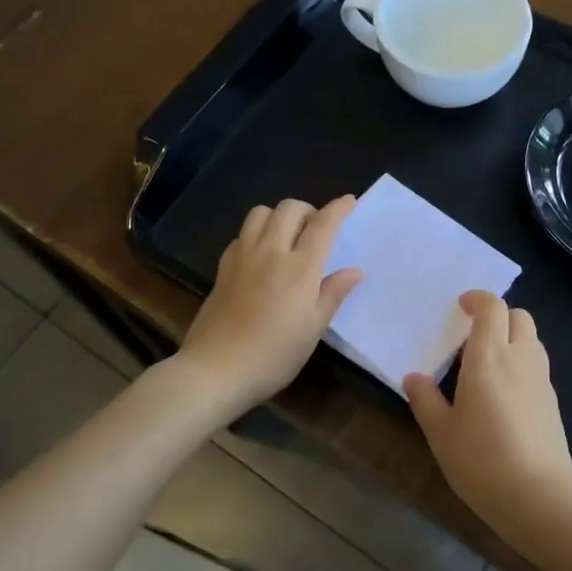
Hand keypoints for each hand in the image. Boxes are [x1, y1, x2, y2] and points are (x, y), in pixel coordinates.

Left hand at [178, 196, 362, 411]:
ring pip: (260, 212)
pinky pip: (241, 234)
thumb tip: (354, 271)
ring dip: (278, 215)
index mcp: (300, 268)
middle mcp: (271, 252)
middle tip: (316, 228)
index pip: (323, 225)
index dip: (338, 208)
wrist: (216, 369)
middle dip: (308, 209)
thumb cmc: (274, 355)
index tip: (349, 201)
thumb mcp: (313, 330)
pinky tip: (261, 254)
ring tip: (287, 235)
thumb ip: (333, 294)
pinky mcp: (223, 267)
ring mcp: (243, 257)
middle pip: (289, 208)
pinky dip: (256, 233)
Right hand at [403, 292, 571, 548]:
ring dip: (513, 337)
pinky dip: (522, 363)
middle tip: (474, 334)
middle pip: (519, 316)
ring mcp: (541, 380)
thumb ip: (426, 400)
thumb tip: (413, 377)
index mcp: (489, 356)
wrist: (539, 497)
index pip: (492, 308)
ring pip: (532, 339)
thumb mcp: (441, 433)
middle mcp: (520, 358)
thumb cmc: (481, 460)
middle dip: (498, 315)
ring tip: (488, 363)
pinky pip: (537, 366)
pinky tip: (505, 394)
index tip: (461, 306)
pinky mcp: (553, 402)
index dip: (478, 299)